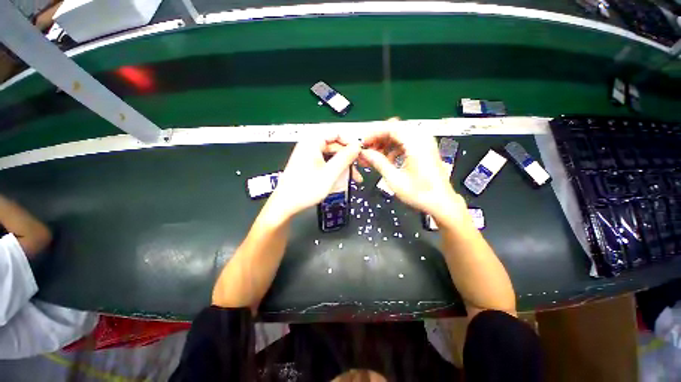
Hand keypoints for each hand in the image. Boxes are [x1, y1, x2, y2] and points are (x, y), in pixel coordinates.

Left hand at [266, 135, 361, 220]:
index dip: (350, 141)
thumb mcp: (330, 173)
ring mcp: (309, 156)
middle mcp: (310, 146)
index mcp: (311, 142)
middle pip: (335, 145)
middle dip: (349, 156)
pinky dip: (336, 169)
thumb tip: (357, 146)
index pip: (336, 133)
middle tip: (360, 166)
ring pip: (332, 156)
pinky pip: (327, 163)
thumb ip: (345, 158)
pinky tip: (344, 178)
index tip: (360, 152)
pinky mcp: (309, 165)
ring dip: (344, 165)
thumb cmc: (305, 189)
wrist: (286, 205)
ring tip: (355, 177)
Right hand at [360, 130, 465, 220]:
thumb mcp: (394, 179)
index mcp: (416, 143)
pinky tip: (387, 160)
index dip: (373, 134)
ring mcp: (425, 142)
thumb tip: (365, 153)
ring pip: (399, 135)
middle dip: (378, 139)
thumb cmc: (420, 193)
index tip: (363, 144)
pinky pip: (405, 142)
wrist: (441, 202)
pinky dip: (394, 148)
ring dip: (385, 144)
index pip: (390, 128)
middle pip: (394, 129)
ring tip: (375, 157)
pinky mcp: (425, 148)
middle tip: (367, 151)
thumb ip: (378, 162)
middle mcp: (422, 138)